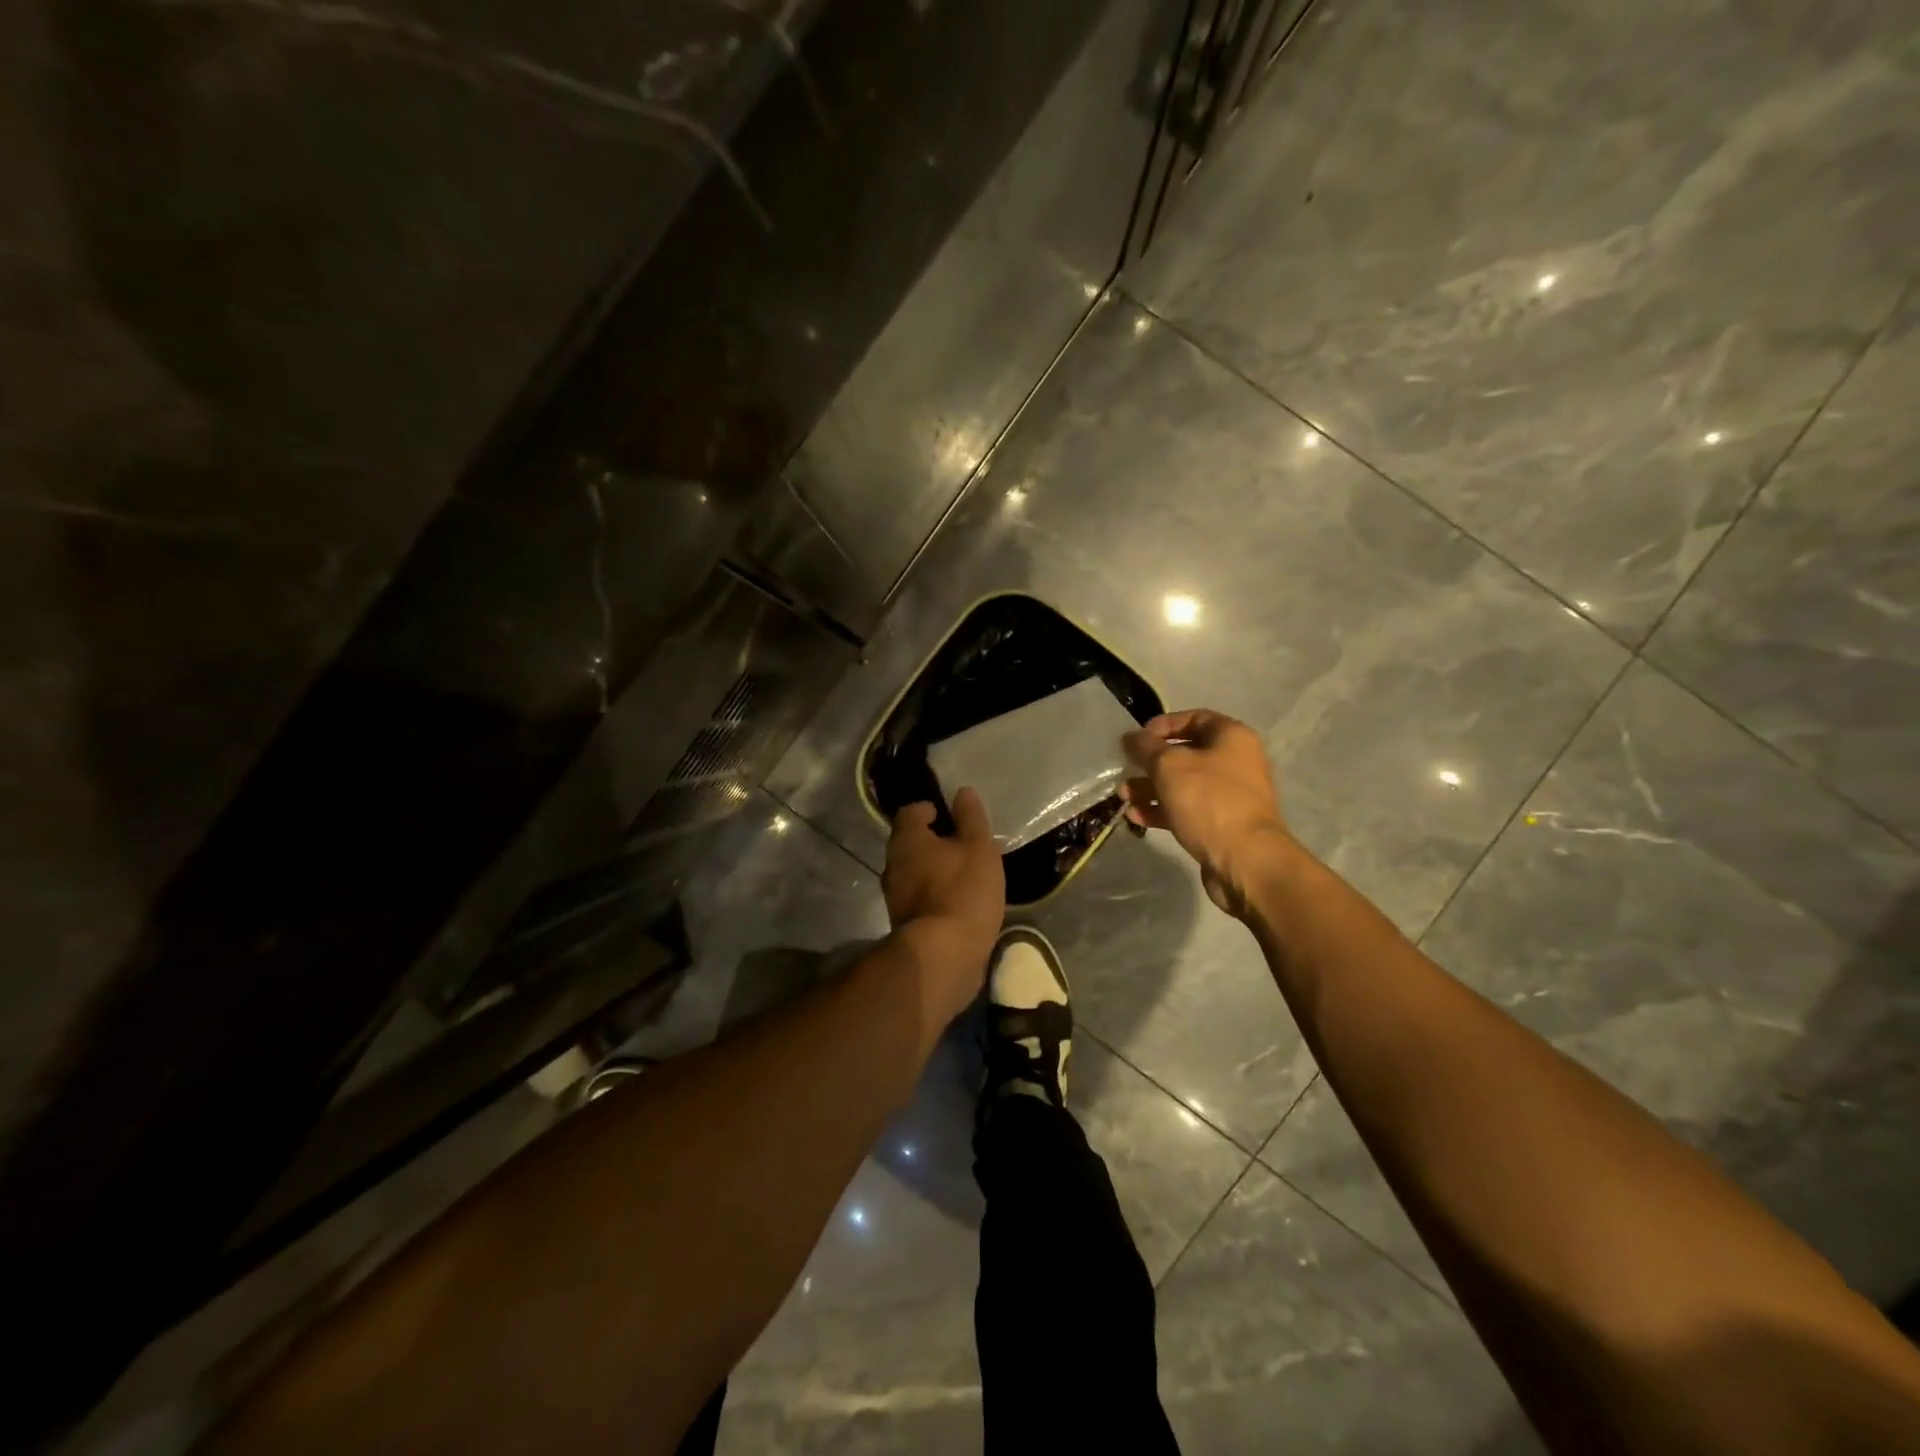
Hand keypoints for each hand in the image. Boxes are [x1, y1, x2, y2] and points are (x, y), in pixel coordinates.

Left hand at [882, 788, 1005, 1024]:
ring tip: (961, 872)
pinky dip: (933, 893)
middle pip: (908, 843)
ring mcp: (894, 897)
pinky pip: (918, 897)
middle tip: (959, 843)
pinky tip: (956, 900)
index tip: (946, 814)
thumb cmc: (962, 892)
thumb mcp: (978, 849)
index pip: (909, 812)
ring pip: (911, 871)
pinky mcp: (904, 923)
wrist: (943, 957)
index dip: (927, 809)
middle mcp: (893, 864)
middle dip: (929, 840)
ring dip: (931, 869)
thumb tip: (963, 792)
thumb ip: (971, 819)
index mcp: (907, 840)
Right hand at [1121, 709, 1291, 915]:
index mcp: (1232, 738)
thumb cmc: (1208, 800)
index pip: (1195, 718)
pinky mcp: (1220, 824)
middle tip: (1126, 769)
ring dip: (1150, 787)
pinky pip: (1187, 809)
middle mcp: (1235, 762)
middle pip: (1185, 753)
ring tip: (1124, 796)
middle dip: (1151, 762)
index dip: (1163, 725)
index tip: (1138, 738)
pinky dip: (1162, 809)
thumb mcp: (1169, 766)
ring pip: (1183, 784)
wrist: (1245, 860)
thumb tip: (1131, 737)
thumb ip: (1146, 747)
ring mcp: (1229, 795)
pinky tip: (1136, 816)